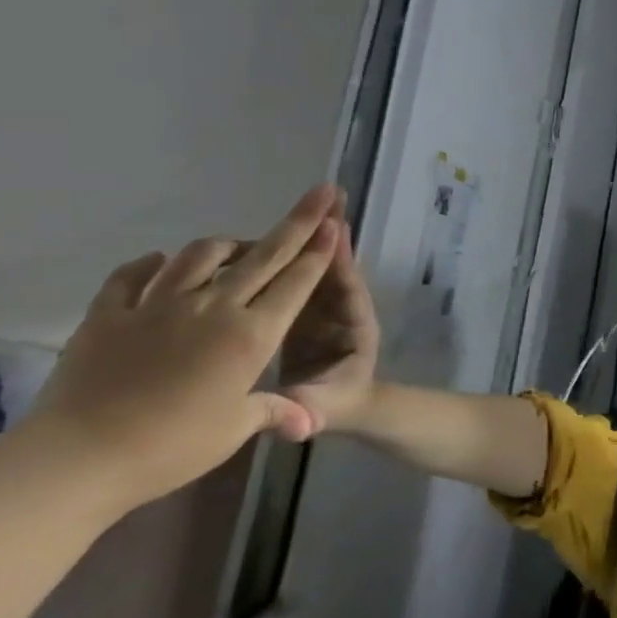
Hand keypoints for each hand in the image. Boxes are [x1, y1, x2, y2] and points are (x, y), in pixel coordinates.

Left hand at [24, 186, 338, 512]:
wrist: (75, 460)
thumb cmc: (169, 447)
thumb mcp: (234, 431)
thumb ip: (273, 411)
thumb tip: (308, 423)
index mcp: (251, 335)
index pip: (296, 282)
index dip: (319, 250)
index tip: (334, 221)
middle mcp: (213, 308)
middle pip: (264, 255)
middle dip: (298, 222)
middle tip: (320, 192)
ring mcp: (158, 306)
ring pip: (201, 255)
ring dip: (227, 245)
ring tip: (235, 247)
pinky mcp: (109, 314)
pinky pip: (132, 276)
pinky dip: (150, 265)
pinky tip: (159, 263)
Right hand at [276, 207, 382, 436]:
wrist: (337, 412)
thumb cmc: (336, 407)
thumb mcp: (322, 411)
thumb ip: (311, 410)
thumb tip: (299, 421)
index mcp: (353, 329)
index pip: (348, 292)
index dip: (342, 264)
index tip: (337, 233)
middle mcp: (339, 310)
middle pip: (335, 268)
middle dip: (331, 235)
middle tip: (328, 197)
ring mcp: (319, 307)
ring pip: (314, 268)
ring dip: (310, 237)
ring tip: (305, 202)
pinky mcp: (298, 311)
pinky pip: (292, 280)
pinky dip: (283, 259)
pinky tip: (264, 238)